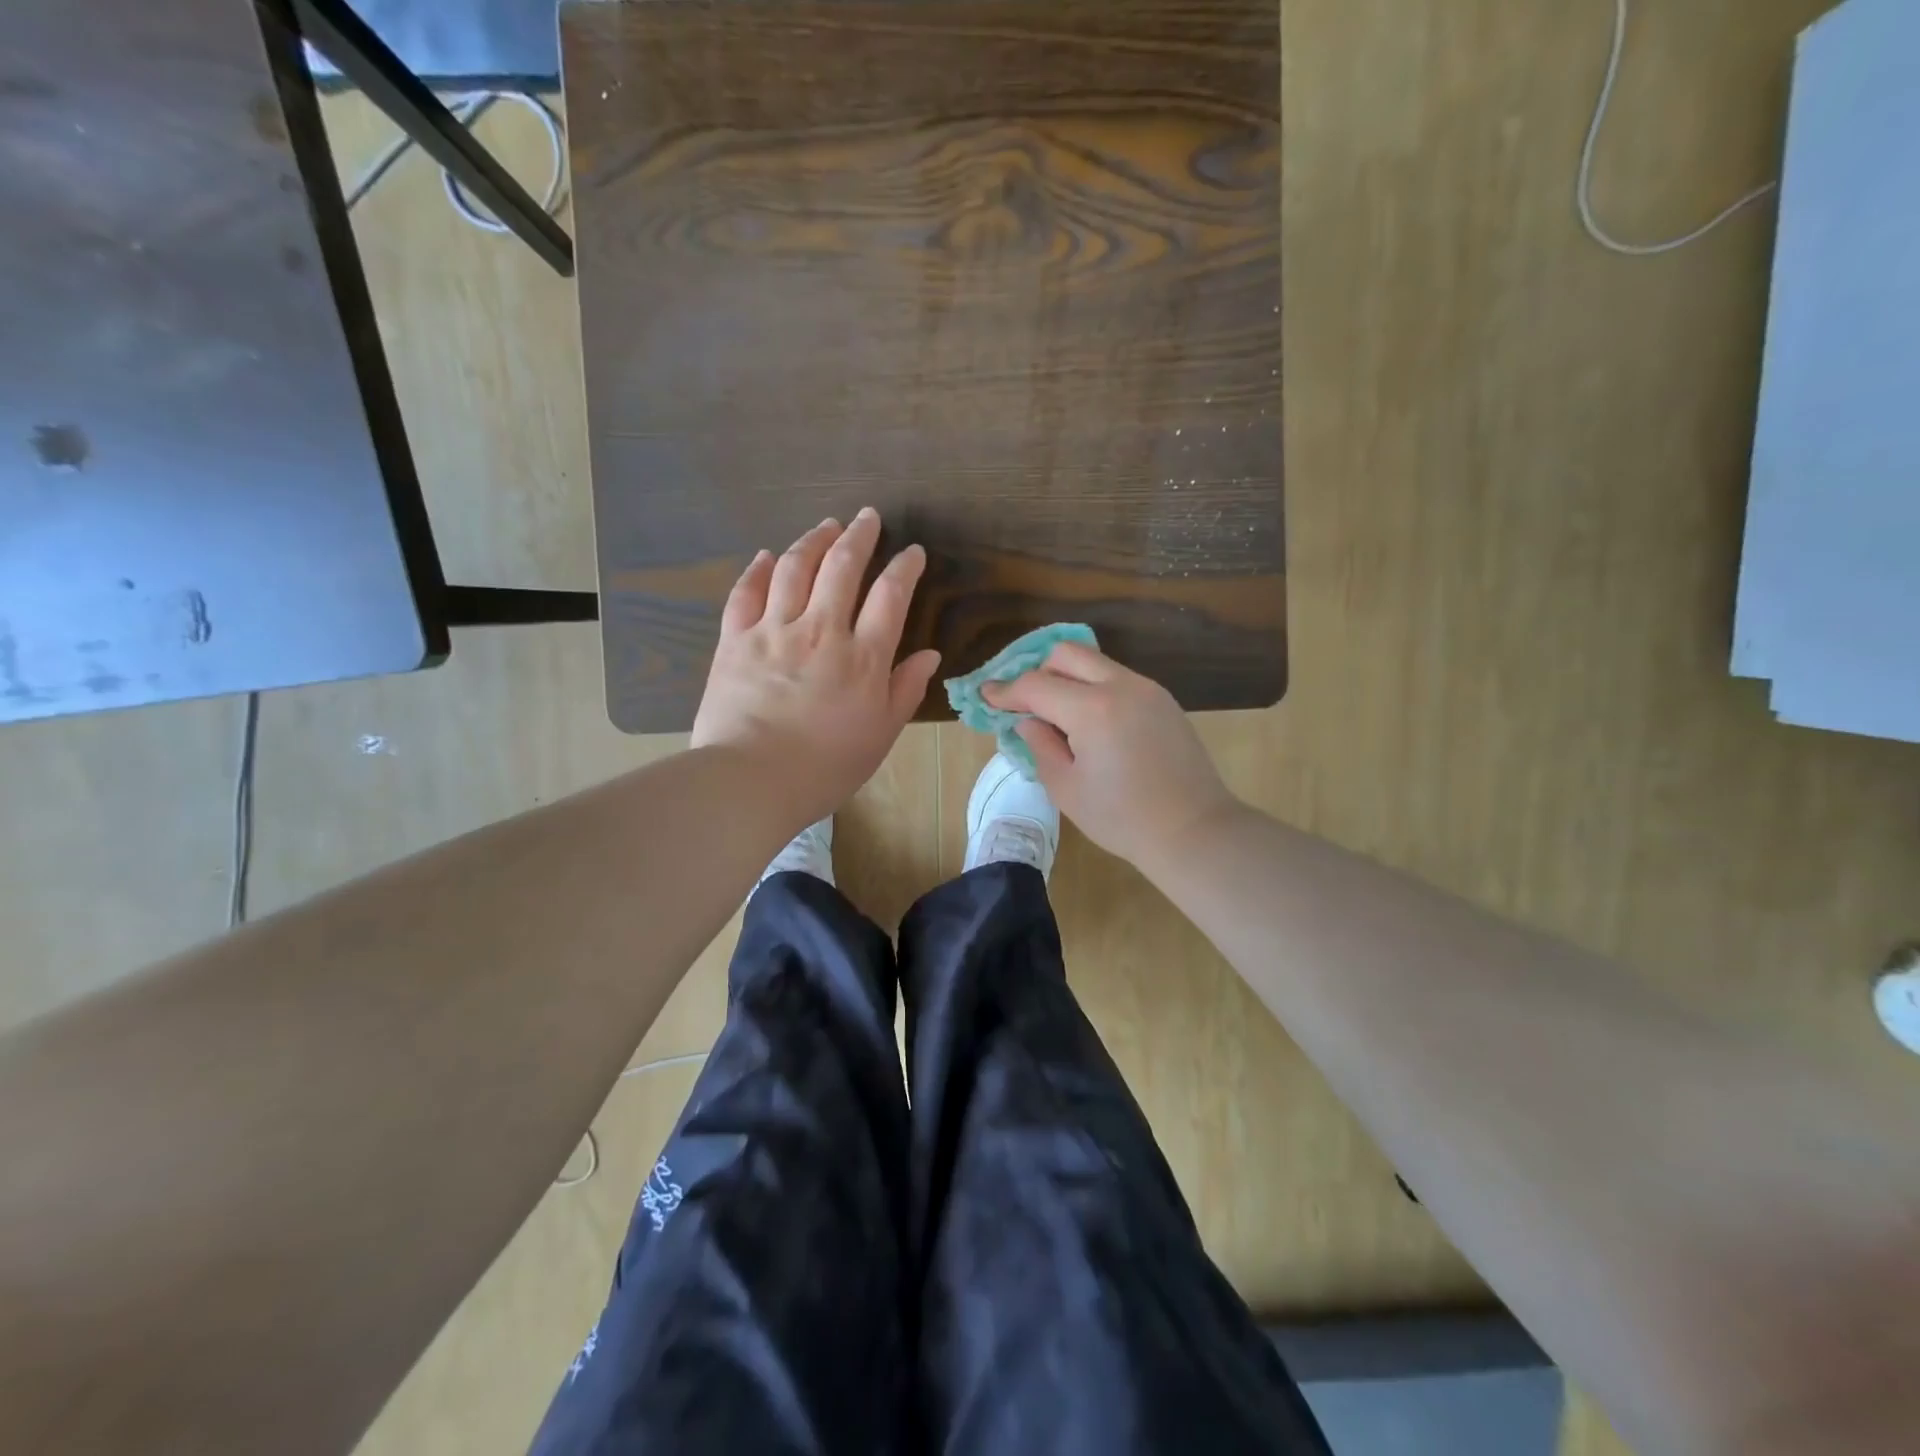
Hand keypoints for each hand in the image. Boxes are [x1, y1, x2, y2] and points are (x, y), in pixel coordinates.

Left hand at [692, 509, 941, 829]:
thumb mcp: (880, 736)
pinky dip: (759, 569)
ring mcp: (773, 630)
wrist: (751, 780)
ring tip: (827, 525)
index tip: (912, 552)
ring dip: (814, 540)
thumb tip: (929, 655)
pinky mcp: (734, 640)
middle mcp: (821, 631)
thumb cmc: (825, 767)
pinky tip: (768, 556)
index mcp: (862, 657)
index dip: (904, 567)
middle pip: (842, 568)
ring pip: (795, 568)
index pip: (890, 596)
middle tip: (868, 517)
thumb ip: (904, 690)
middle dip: (859, 536)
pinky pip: (746, 593)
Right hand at [983, 643, 1240, 871]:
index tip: (987, 697)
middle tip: (1027, 704)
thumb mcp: (1066, 789)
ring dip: (1068, 679)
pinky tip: (1092, 724)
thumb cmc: (1123, 819)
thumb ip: (1041, 746)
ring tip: (1059, 716)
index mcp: (1093, 710)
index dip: (1006, 691)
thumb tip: (1028, 721)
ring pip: (1095, 663)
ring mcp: (1148, 689)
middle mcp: (1121, 686)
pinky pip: (1118, 679)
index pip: (1036, 685)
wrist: (1193, 830)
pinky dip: (1094, 689)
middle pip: (1067, 654)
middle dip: (1039, 672)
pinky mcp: (1163, 700)